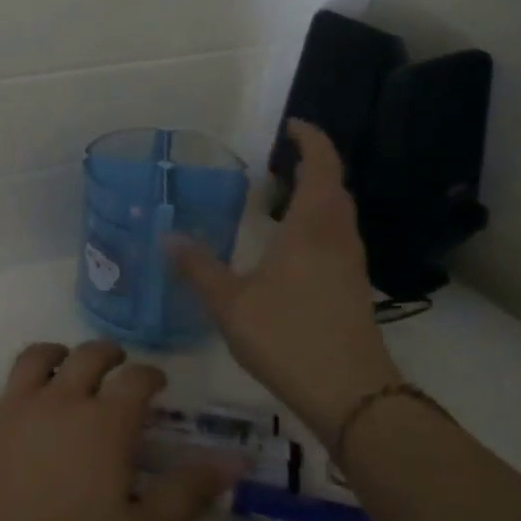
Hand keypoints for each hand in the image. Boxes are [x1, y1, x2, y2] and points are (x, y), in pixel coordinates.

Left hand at [0, 341, 234, 520]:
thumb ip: (187, 494)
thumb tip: (233, 458)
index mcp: (104, 425)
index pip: (136, 380)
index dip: (150, 375)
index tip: (158, 381)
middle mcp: (58, 403)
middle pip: (85, 357)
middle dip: (106, 353)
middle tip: (115, 361)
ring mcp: (8, 410)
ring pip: (32, 360)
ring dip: (51, 352)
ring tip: (60, 357)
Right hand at [169, 119, 400, 436]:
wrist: (352, 395)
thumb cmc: (288, 337)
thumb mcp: (230, 303)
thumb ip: (198, 267)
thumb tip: (167, 236)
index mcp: (312, 227)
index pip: (321, 166)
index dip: (311, 139)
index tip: (291, 125)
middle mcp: (337, 237)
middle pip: (333, 186)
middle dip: (311, 165)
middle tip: (276, 161)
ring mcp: (351, 264)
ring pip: (338, 214)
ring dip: (316, 195)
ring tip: (279, 198)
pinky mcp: (354, 288)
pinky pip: (336, 237)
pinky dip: (317, 224)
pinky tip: (290, 247)